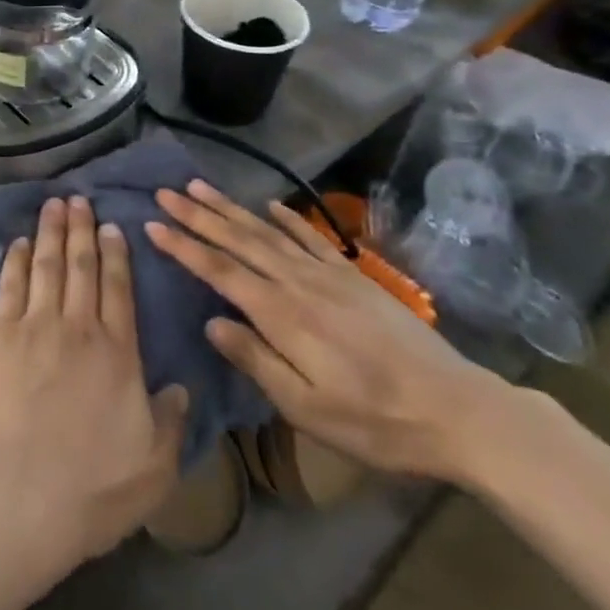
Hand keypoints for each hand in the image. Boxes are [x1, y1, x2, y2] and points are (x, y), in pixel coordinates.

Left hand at [0, 196, 188, 576]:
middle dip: (82, 229)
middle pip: (81, 266)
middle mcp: (78, 328)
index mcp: (118, 353)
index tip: (113, 226)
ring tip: (54, 203)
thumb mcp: (154, 468)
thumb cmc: (91, 489)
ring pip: (47, 265)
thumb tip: (181, 388)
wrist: (18, 497)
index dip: (116, 254)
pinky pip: (11, 285)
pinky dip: (17, 259)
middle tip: (80, 199)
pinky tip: (21, 242)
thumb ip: (171, 423)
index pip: (119, 289)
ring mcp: (35, 327)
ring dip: (52, 231)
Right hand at [147, 181, 514, 483]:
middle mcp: (298, 283)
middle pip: (239, 240)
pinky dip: (287, 218)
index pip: (220, 271)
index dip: (184, 247)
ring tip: (200, 186)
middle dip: (198, 215)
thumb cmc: (376, 422)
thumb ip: (256, 361)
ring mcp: (328, 274)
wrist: (457, 410)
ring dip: (231, 208)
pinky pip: (311, 238)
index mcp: (282, 315)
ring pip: (268, 232)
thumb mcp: (308, 410)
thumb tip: (211, 323)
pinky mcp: (353, 276)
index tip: (153, 224)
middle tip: (165, 191)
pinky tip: (270, 204)